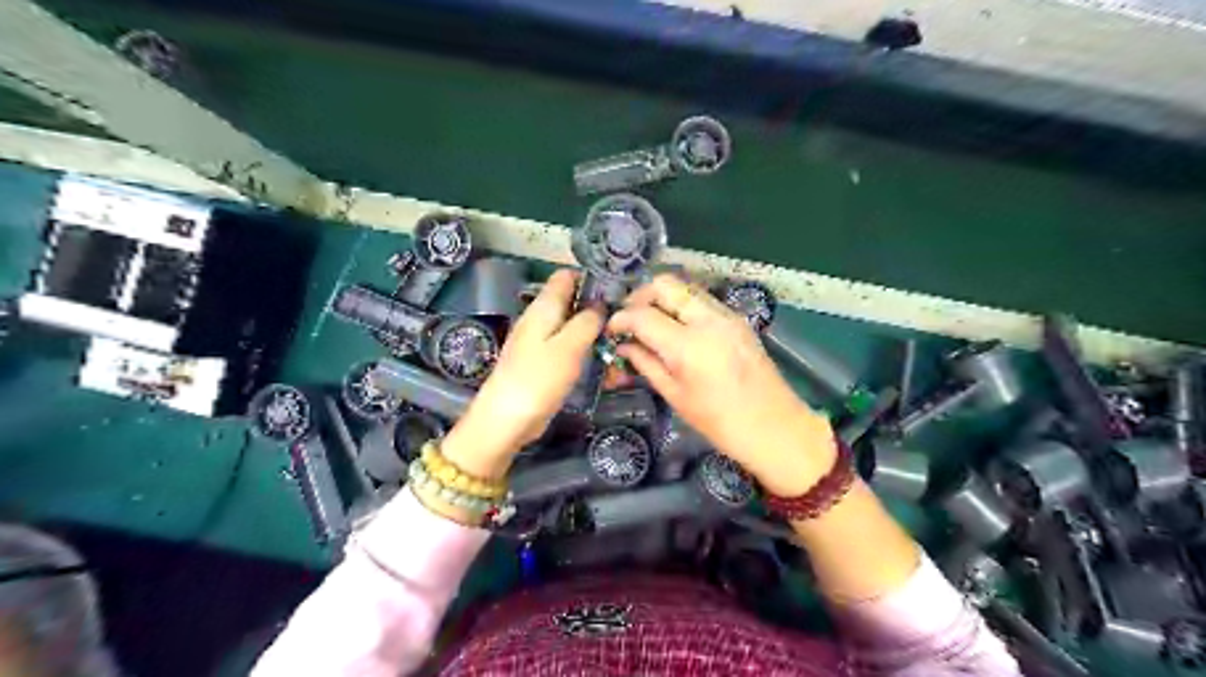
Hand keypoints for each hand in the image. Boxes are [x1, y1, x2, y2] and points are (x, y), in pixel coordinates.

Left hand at [442, 267, 601, 478]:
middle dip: (598, 309)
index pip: (566, 276)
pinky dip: (585, 353)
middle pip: (572, 302)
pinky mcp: (542, 364)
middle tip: (626, 322)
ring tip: (621, 344)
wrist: (505, 420)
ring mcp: (540, 342)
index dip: (591, 279)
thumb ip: (588, 321)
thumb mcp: (569, 346)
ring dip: (594, 334)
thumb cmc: (538, 379)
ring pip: (572, 327)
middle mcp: (540, 319)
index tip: (618, 291)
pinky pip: (568, 349)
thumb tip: (602, 304)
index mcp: (544, 307)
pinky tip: (604, 365)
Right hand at [608, 273, 836, 492]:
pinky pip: (702, 301)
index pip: (643, 315)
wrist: (777, 428)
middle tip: (630, 319)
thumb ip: (647, 364)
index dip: (621, 318)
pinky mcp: (738, 319)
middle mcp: (709, 320)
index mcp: (689, 346)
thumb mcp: (676, 396)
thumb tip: (624, 345)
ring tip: (651, 323)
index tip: (611, 329)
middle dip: (640, 296)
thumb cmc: (721, 423)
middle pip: (665, 285)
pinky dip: (683, 306)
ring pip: (685, 288)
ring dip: (663, 299)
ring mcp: (727, 316)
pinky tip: (676, 329)